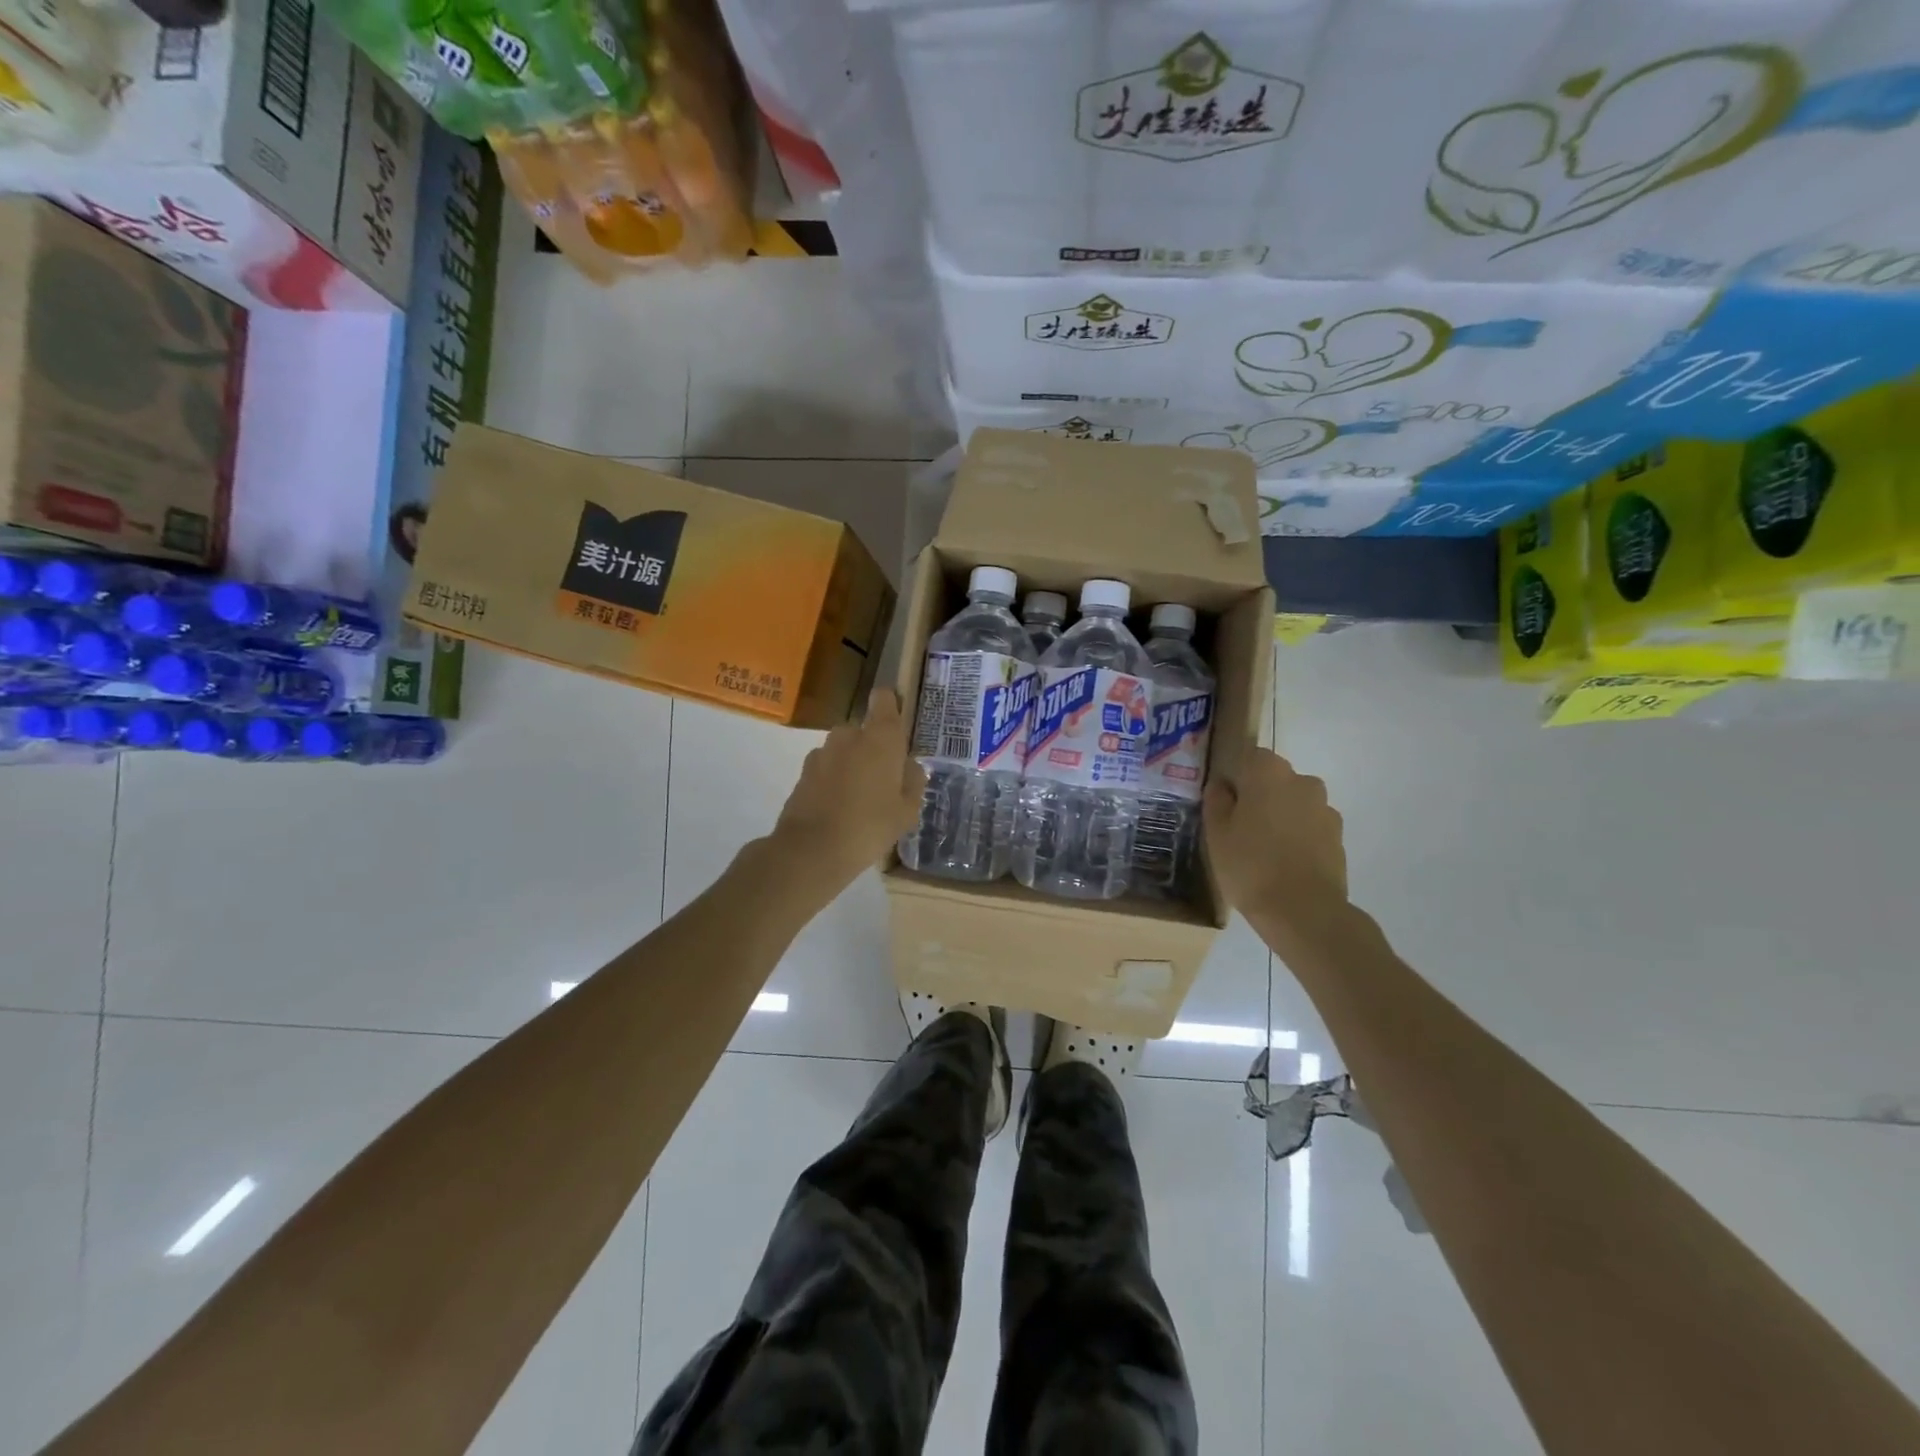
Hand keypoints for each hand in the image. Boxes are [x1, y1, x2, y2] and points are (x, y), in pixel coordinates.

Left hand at [770, 688, 926, 898]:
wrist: (812, 849)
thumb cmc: (870, 826)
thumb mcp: (907, 810)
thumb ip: (913, 781)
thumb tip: (908, 766)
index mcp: (881, 737)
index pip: (883, 698)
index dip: (890, 706)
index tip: (896, 727)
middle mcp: (849, 735)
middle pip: (864, 730)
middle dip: (872, 748)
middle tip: (883, 781)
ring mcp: (822, 752)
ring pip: (844, 750)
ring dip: (852, 765)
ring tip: (859, 800)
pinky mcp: (803, 772)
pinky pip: (827, 768)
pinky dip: (833, 781)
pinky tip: (838, 809)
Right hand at [1204, 748, 1347, 939]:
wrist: (1303, 911)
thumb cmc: (1249, 865)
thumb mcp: (1216, 833)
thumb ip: (1217, 801)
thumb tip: (1222, 785)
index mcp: (1268, 772)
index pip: (1249, 756)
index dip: (1236, 777)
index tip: (1224, 802)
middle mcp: (1302, 781)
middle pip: (1274, 779)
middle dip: (1259, 795)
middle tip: (1240, 827)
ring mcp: (1325, 808)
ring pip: (1294, 803)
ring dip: (1281, 816)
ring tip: (1264, 849)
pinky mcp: (1338, 836)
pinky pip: (1310, 826)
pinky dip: (1299, 836)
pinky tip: (1285, 862)